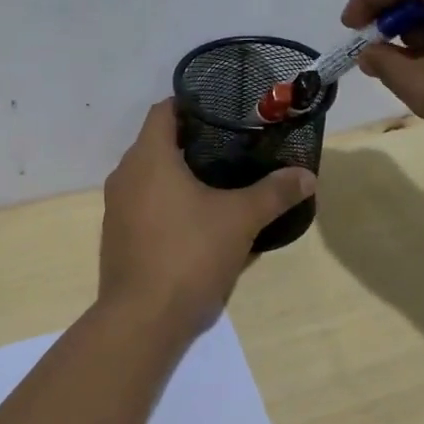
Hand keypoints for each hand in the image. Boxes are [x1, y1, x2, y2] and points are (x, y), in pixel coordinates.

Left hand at [98, 101, 315, 328]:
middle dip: (192, 141)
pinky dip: (166, 201)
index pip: (164, 111)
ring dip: (178, 174)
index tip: (223, 110)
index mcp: (148, 157)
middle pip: (157, 142)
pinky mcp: (117, 235)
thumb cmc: (189, 254)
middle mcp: (125, 174)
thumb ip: (274, 193)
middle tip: (232, 145)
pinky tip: (196, 219)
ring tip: (219, 181)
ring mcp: (116, 207)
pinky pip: (143, 203)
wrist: (142, 319)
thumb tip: (306, 175)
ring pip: (149, 175)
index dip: (192, 104)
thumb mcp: (240, 220)